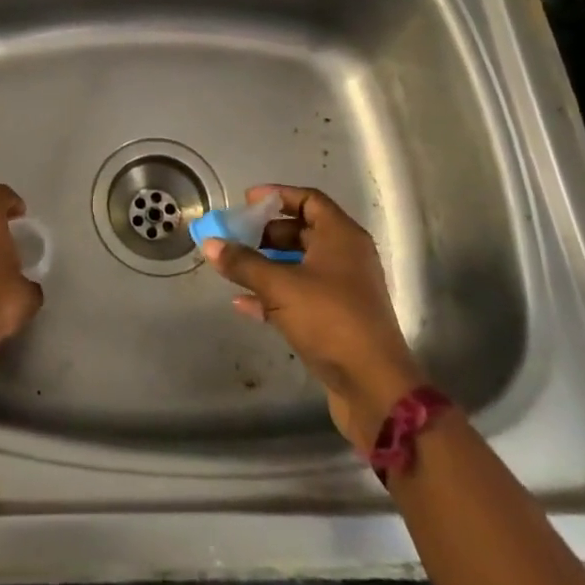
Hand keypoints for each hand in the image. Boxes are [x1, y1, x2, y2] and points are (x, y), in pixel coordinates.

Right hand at [202, 184, 424, 447]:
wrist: (373, 388)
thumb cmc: (330, 320)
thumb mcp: (280, 286)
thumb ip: (243, 263)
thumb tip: (210, 244)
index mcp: (342, 237)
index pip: (309, 200)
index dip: (277, 195)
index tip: (246, 201)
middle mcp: (346, 257)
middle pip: (302, 232)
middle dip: (266, 233)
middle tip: (234, 236)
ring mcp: (342, 291)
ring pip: (299, 265)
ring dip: (267, 265)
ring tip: (233, 266)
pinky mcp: (335, 321)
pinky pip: (299, 296)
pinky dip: (273, 295)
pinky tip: (243, 304)